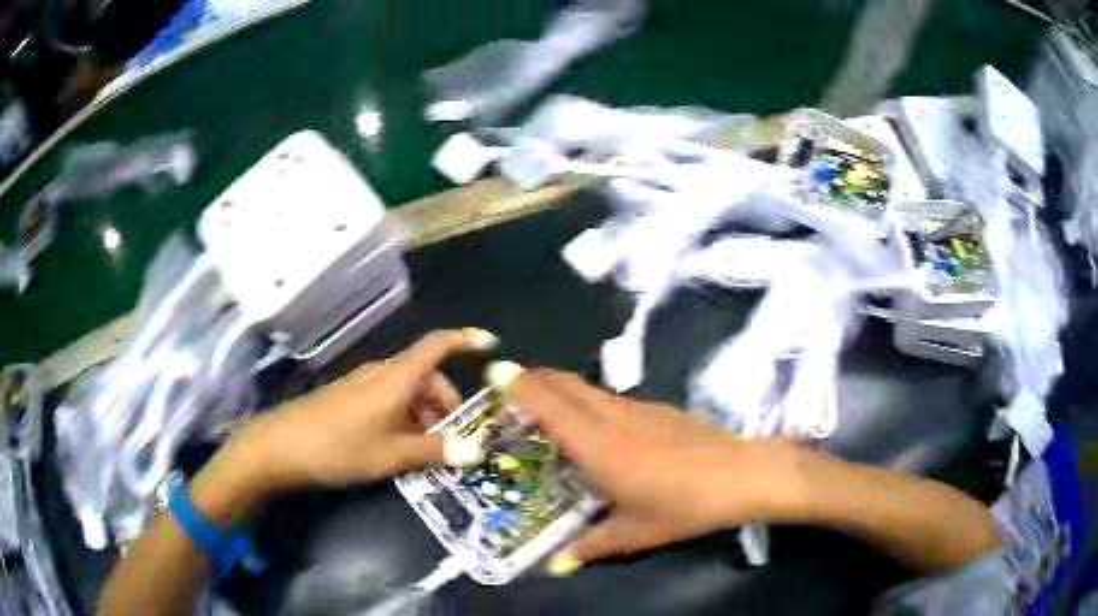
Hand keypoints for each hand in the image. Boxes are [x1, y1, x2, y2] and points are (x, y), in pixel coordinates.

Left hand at [226, 328, 496, 492]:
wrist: (281, 446)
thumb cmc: (340, 446)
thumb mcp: (392, 454)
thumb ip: (435, 450)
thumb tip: (477, 451)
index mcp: (397, 377)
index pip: (438, 345)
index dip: (465, 340)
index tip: (490, 345)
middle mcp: (381, 373)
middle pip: (425, 375)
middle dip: (446, 403)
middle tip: (454, 439)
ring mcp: (362, 385)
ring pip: (406, 391)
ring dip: (424, 415)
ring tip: (426, 452)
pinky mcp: (349, 398)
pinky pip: (387, 400)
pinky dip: (403, 419)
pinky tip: (398, 448)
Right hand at [513, 369, 806, 572]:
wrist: (746, 474)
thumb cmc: (686, 505)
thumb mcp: (636, 533)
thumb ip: (591, 547)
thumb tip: (556, 568)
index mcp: (598, 445)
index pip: (548, 404)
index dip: (519, 385)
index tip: (494, 374)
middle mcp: (614, 416)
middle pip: (565, 383)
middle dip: (535, 378)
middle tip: (512, 387)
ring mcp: (641, 408)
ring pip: (589, 387)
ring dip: (562, 388)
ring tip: (546, 407)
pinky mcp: (661, 410)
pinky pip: (612, 398)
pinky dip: (590, 400)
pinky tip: (600, 426)